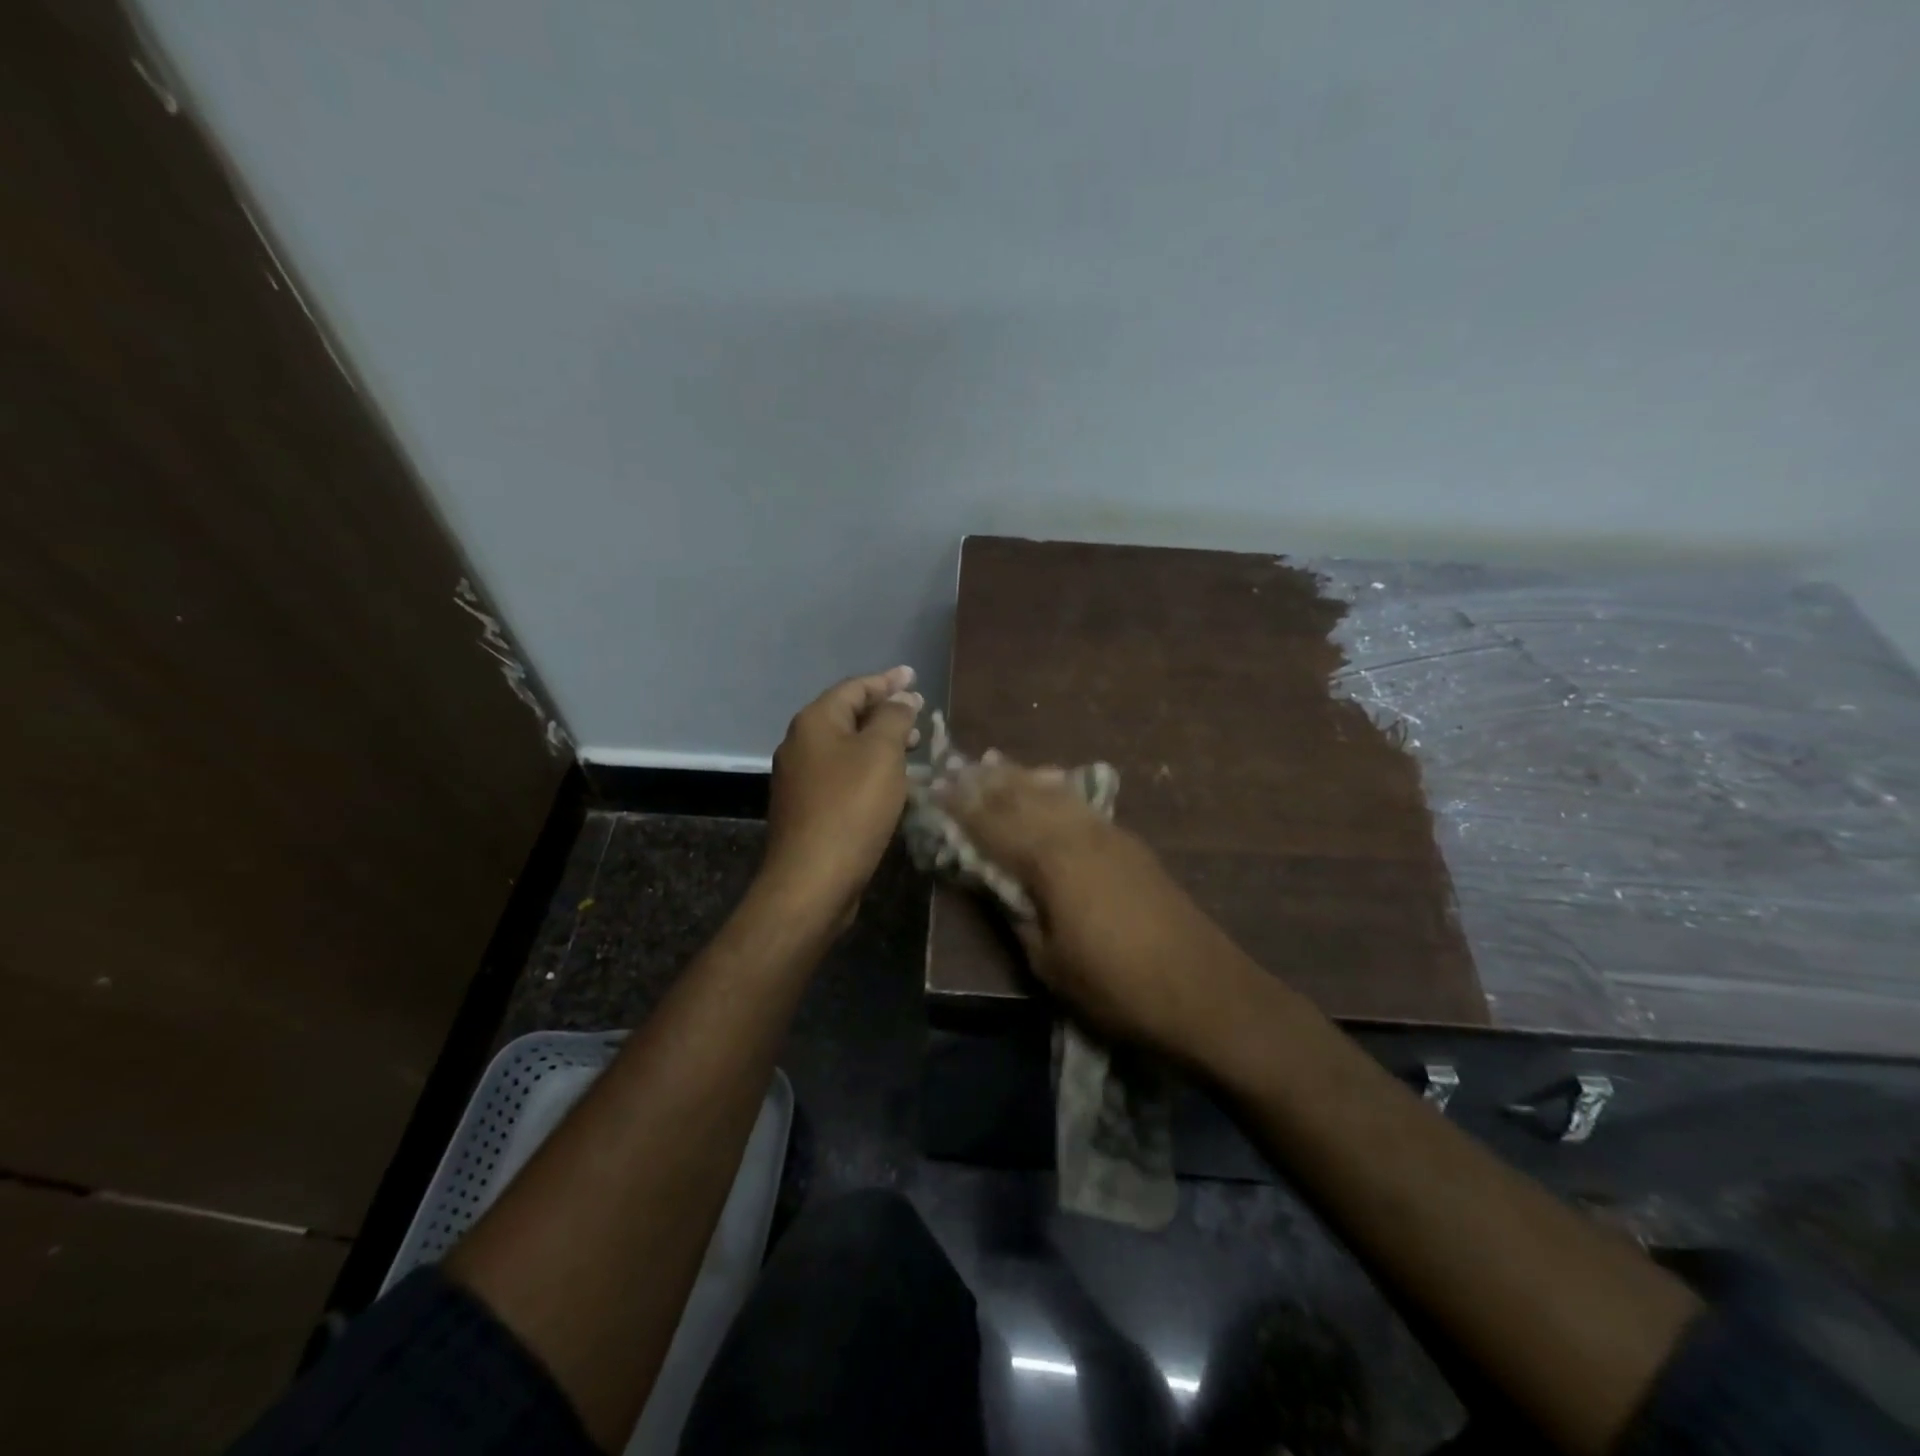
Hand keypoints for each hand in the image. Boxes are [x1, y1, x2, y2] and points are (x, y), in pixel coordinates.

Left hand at [762, 666, 923, 931]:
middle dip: (885, 711)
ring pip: (845, 746)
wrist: (813, 879)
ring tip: (913, 745)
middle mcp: (801, 743)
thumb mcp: (882, 754)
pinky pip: (842, 773)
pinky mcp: (807, 806)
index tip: (914, 676)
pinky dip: (867, 766)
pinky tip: (889, 780)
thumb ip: (894, 718)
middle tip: (919, 712)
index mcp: (815, 722)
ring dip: (879, 741)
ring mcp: (800, 777)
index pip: (855, 687)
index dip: (887, 680)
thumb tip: (901, 698)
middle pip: (847, 715)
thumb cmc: (851, 807)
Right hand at [937, 761, 1256, 1061]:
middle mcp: (1078, 834)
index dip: (961, 806)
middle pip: (1023, 796)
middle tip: (955, 767)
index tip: (934, 788)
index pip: (994, 823)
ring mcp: (1109, 834)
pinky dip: (1054, 788)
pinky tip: (1048, 784)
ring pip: (1055, 792)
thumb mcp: (1050, 963)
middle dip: (986, 782)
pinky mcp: (1131, 844)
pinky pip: (1080, 803)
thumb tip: (999, 884)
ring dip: (1020, 776)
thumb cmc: (1118, 987)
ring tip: (993, 763)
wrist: (1205, 992)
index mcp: (1051, 861)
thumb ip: (1018, 915)